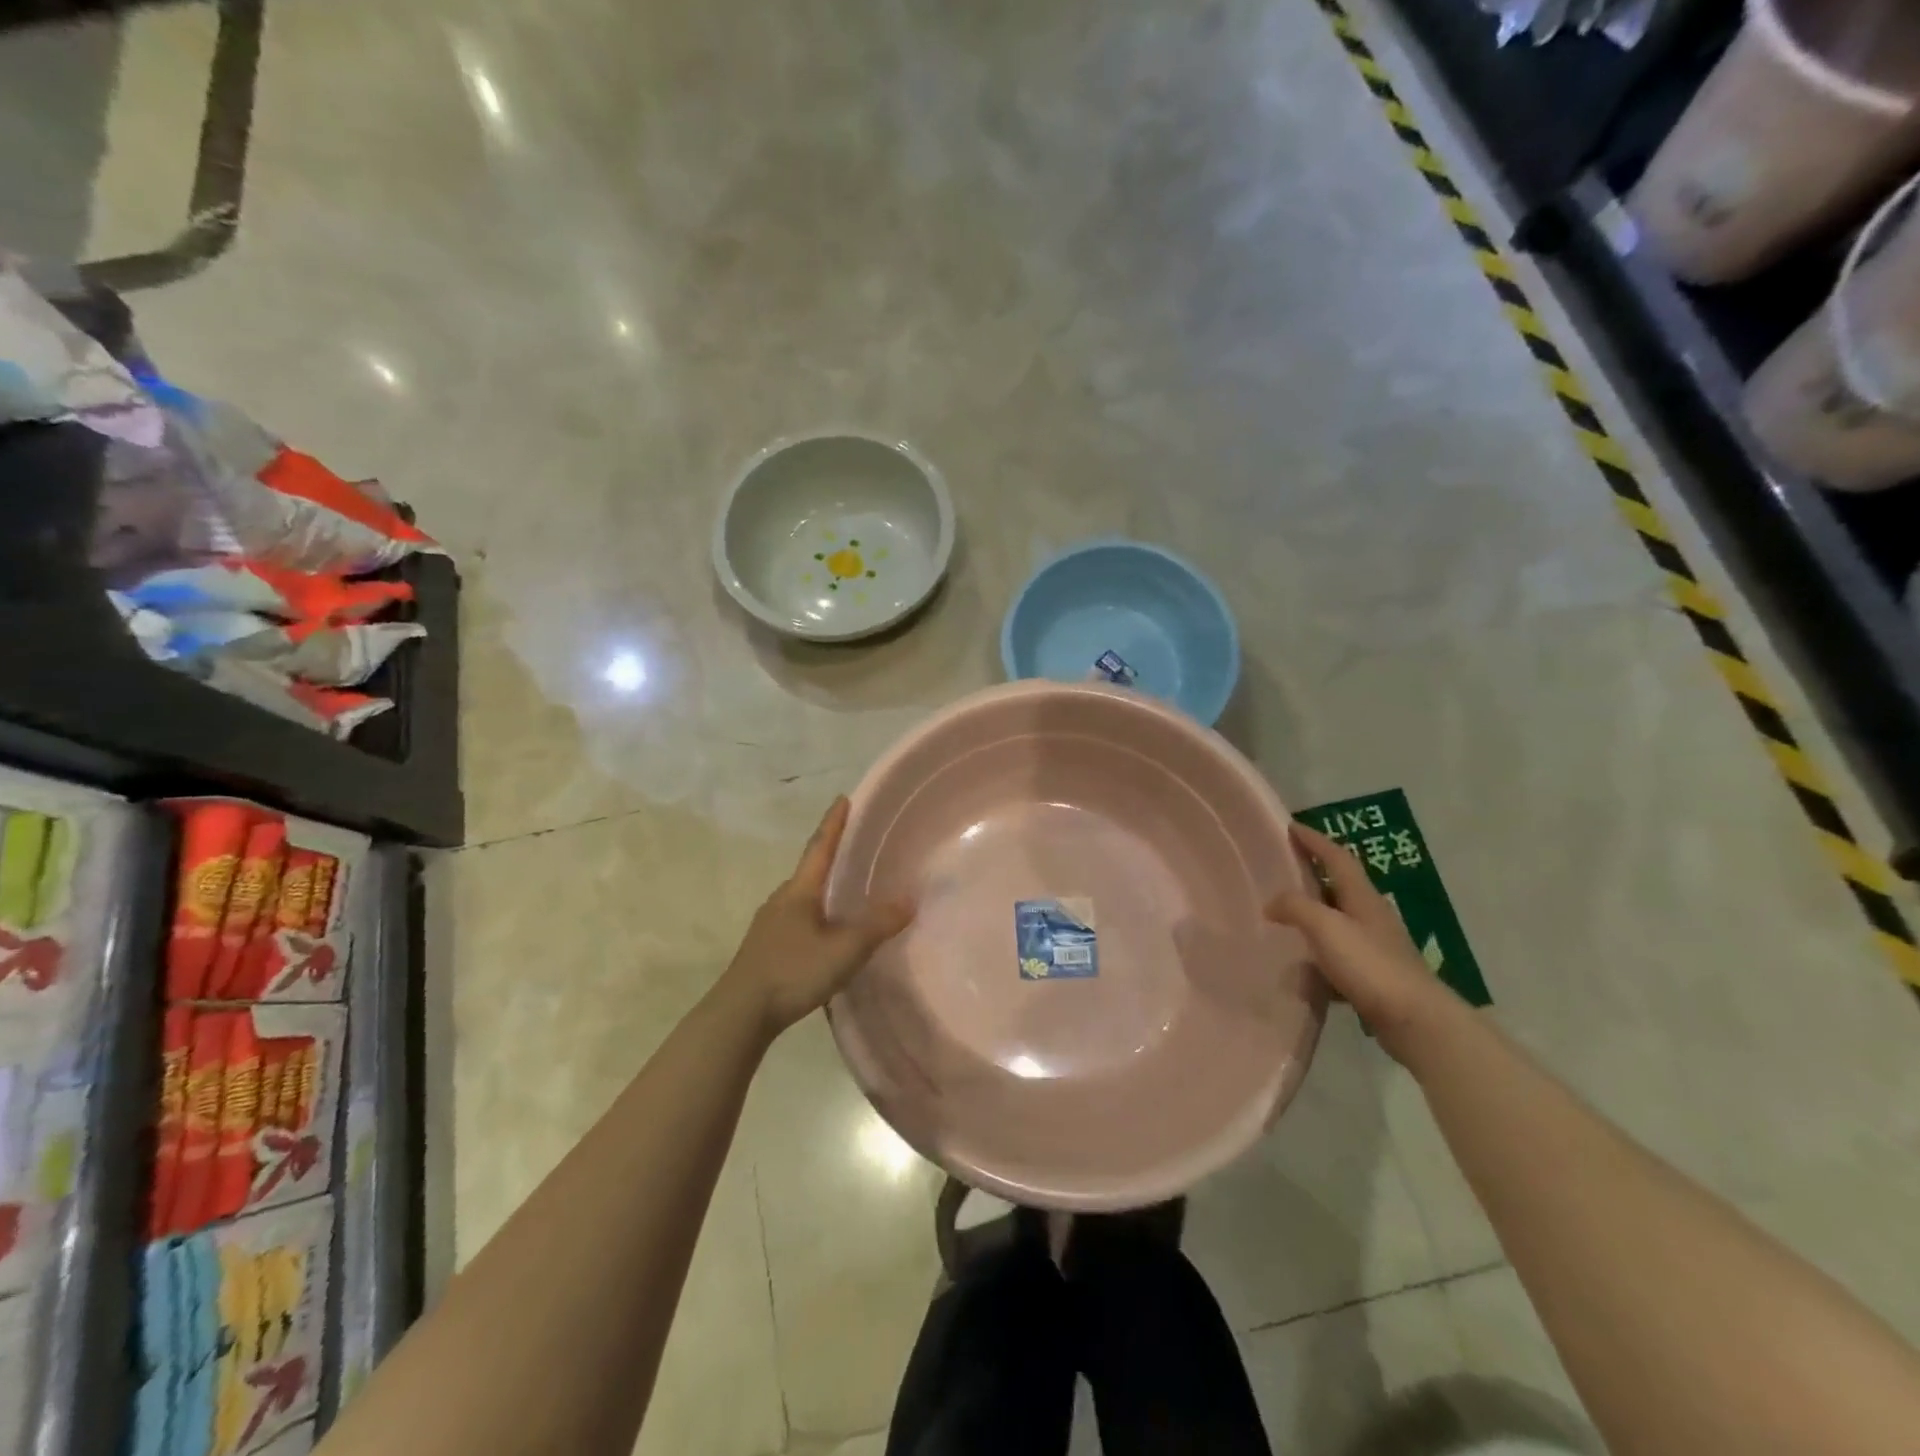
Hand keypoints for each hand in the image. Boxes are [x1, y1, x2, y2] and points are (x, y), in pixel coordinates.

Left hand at [720, 796, 913, 1037]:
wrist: (739, 1013)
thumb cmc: (793, 971)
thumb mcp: (845, 950)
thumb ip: (877, 925)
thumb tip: (909, 900)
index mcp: (800, 891)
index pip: (820, 847)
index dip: (834, 823)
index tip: (842, 799)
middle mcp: (781, 899)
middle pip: (809, 871)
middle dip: (830, 857)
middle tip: (854, 850)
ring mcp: (769, 924)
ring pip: (802, 898)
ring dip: (822, 891)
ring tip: (844, 895)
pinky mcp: (764, 948)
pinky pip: (796, 920)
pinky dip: (815, 917)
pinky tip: (824, 935)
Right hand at [1266, 820, 1458, 1060]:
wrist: (1416, 1021)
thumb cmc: (1370, 965)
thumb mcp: (1325, 928)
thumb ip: (1295, 908)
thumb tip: (1272, 903)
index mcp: (1362, 897)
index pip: (1337, 857)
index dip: (1314, 840)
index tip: (1292, 826)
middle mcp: (1371, 916)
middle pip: (1340, 885)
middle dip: (1314, 873)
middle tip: (1284, 867)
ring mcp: (1377, 946)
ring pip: (1339, 921)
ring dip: (1315, 915)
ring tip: (1286, 917)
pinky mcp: (1376, 976)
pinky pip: (1340, 955)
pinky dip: (1320, 954)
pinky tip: (1303, 969)